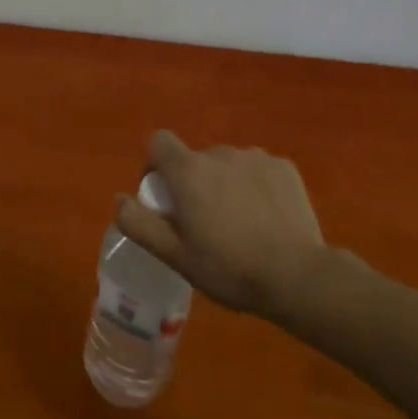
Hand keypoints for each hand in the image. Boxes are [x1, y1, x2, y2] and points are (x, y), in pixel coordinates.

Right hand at [114, 130, 368, 328]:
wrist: (298, 277)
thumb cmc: (228, 267)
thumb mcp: (174, 255)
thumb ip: (139, 223)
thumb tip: (119, 199)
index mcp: (188, 171)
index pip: (158, 141)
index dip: (155, 165)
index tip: (164, 197)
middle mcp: (220, 153)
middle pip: (195, 159)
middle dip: (194, 183)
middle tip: (205, 223)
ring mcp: (256, 157)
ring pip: (228, 165)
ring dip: (226, 184)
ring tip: (240, 223)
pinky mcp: (285, 167)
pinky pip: (258, 170)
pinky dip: (256, 187)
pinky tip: (267, 218)